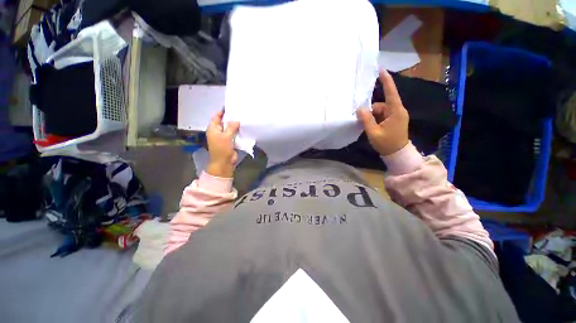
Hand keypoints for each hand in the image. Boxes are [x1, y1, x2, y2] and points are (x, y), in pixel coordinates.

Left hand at [206, 110, 239, 177]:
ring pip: (230, 129)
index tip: (230, 107)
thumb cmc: (222, 148)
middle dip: (230, 119)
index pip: (216, 117)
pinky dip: (237, 132)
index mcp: (213, 129)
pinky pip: (234, 135)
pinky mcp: (230, 142)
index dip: (222, 112)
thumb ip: (231, 127)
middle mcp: (218, 132)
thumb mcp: (226, 136)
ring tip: (243, 119)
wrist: (224, 162)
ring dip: (235, 126)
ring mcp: (224, 137)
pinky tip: (243, 129)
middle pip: (224, 123)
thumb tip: (237, 120)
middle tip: (239, 113)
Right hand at [357, 70, 408, 155]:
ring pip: (380, 110)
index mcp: (396, 111)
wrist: (397, 154)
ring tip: (369, 127)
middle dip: (371, 111)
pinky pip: (382, 115)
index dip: (386, 80)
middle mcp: (398, 110)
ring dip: (372, 117)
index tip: (380, 70)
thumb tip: (360, 108)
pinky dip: (375, 119)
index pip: (391, 92)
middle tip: (363, 120)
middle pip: (381, 104)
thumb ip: (366, 119)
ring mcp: (396, 115)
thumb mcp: (373, 132)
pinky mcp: (394, 120)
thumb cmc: (386, 143)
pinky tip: (372, 127)